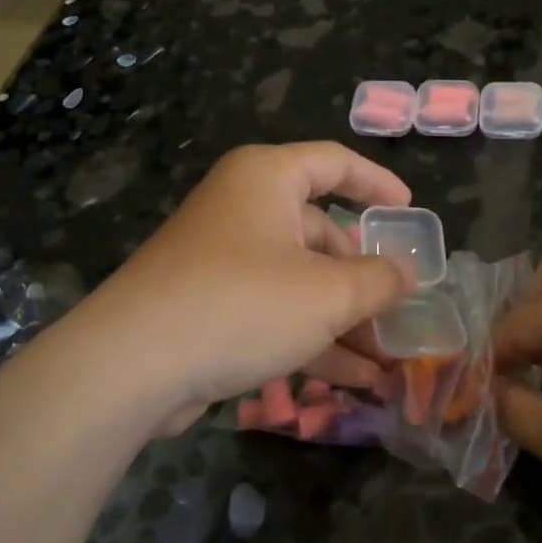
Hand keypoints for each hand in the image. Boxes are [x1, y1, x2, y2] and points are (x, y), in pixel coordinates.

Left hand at [78, 143, 414, 432]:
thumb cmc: (242, 304)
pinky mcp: (209, 306)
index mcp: (266, 179)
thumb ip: (378, 280)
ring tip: (385, 360)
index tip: (408, 210)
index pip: (334, 163)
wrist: (133, 365)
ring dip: (343, 319)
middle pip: (319, 233)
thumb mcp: (328, 293)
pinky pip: (273, 312)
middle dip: (362, 277)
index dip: (376, 183)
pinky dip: (310, 338)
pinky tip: (351, 379)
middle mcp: (242, 210)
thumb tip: (406, 274)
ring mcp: (222, 260)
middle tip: (398, 309)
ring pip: (299, 281)